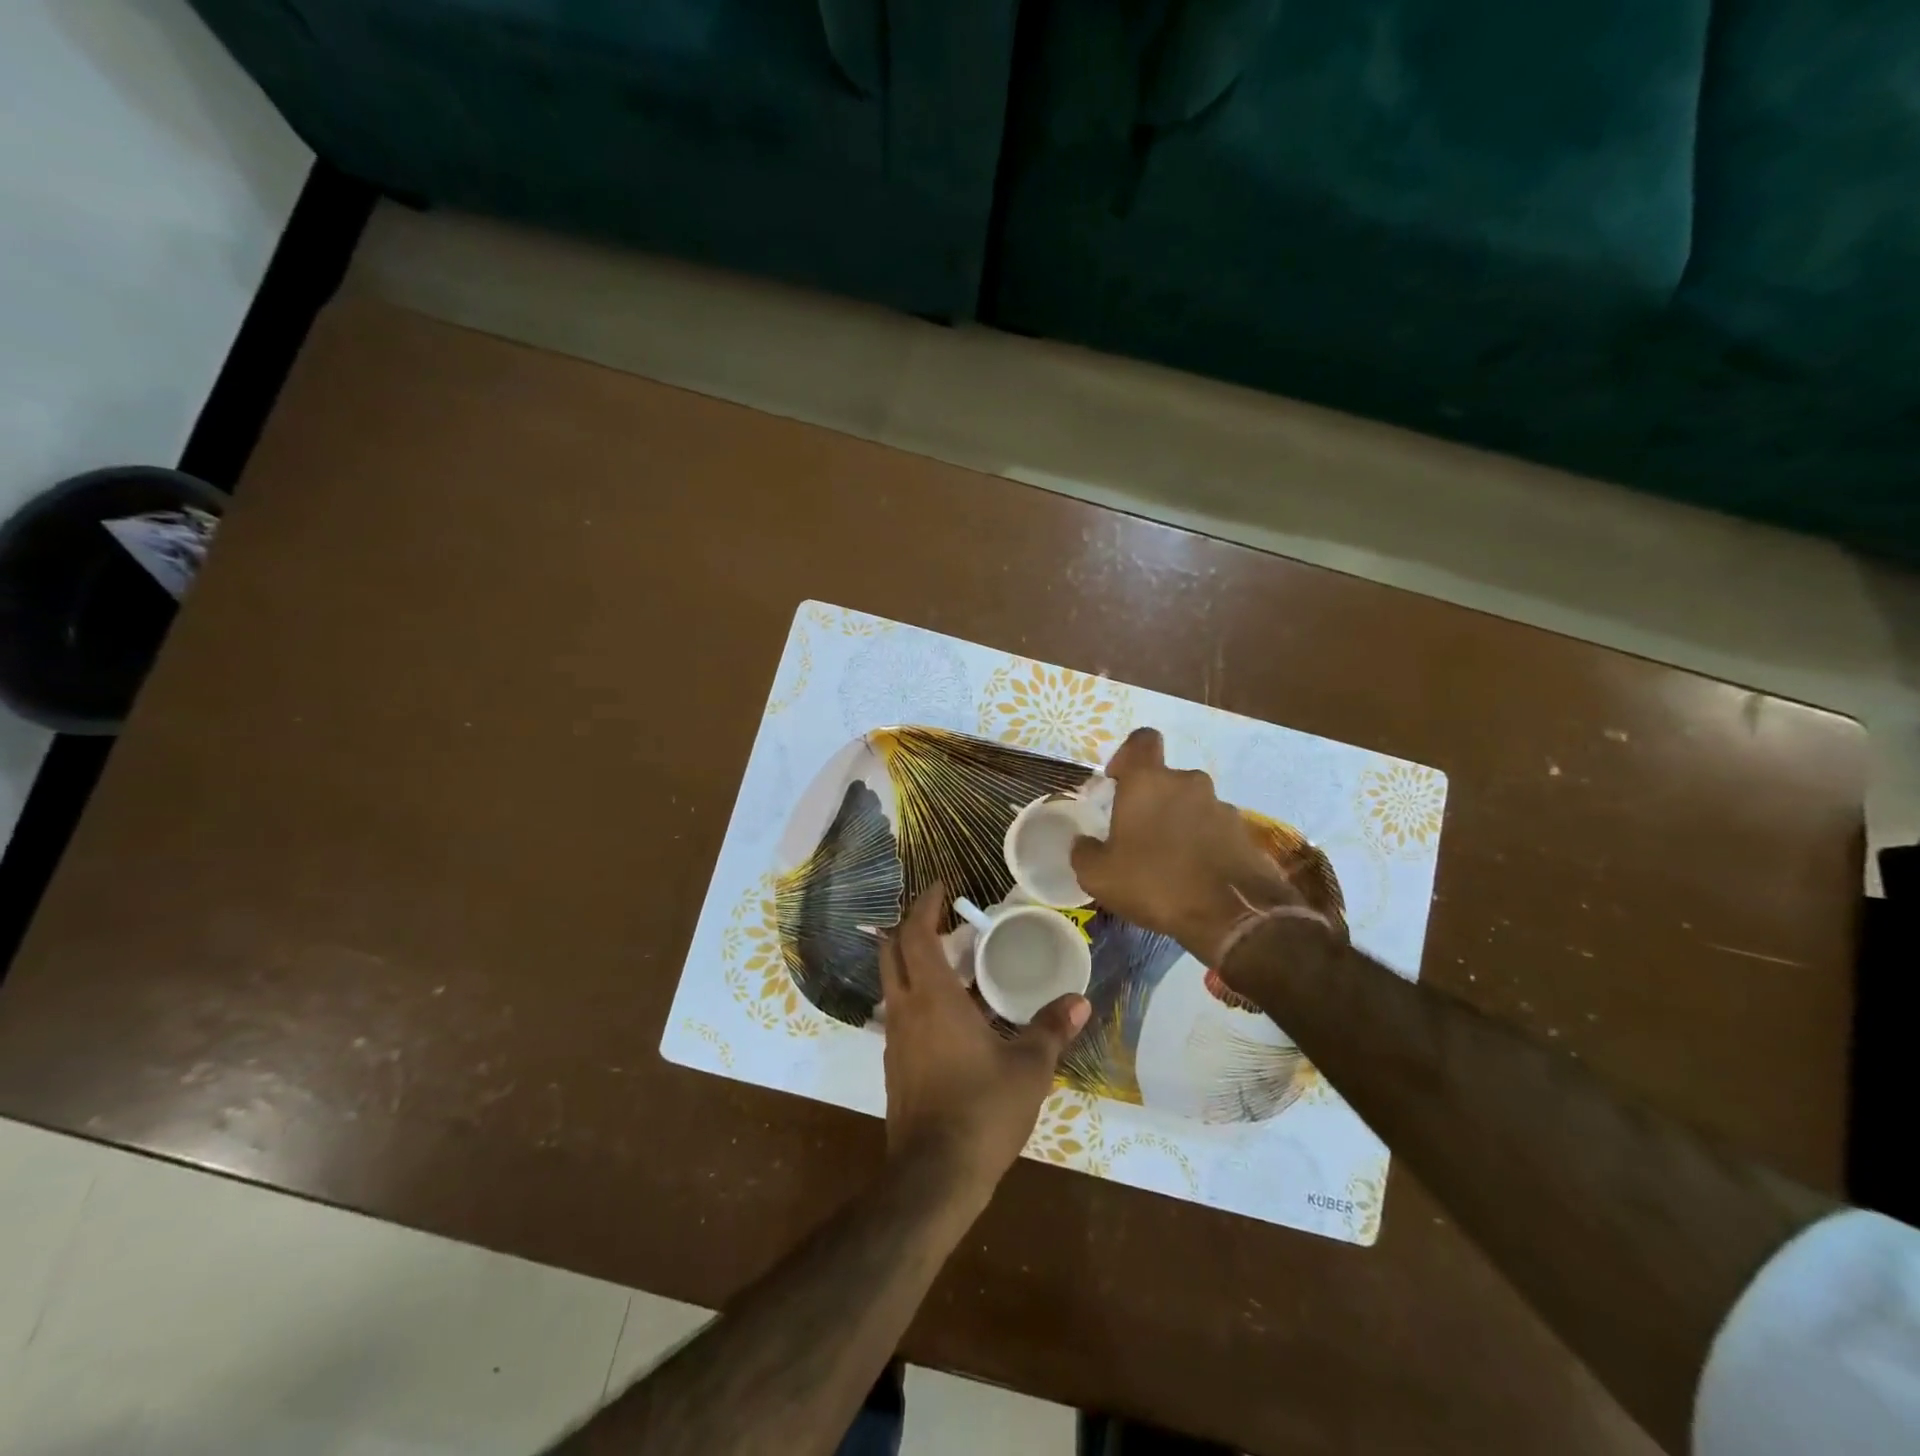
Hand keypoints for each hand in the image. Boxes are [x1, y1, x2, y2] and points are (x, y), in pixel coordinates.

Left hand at [880, 886, 1089, 1199]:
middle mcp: (905, 1009)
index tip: (940, 887)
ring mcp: (894, 1039)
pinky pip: (900, 1013)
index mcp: (933, 998)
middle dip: (912, 927)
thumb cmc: (983, 1110)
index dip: (924, 904)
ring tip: (953, 963)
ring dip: (913, 962)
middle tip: (944, 920)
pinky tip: (950, 1015)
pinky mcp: (894, 1066)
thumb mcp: (1029, 1068)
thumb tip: (1078, 1000)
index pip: (916, 934)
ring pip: (893, 983)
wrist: (933, 1178)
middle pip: (892, 952)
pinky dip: (917, 996)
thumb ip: (1051, 1029)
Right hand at [1070, 728, 1329, 965]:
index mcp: (1149, 782)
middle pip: (1165, 780)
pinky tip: (1194, 876)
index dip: (1127, 755)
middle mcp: (1188, 783)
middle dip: (1151, 801)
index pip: (1141, 740)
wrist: (1233, 917)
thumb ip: (1084, 852)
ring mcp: (1221, 806)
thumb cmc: (1156, 883)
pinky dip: (1202, 844)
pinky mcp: (1244, 833)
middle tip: (1137, 835)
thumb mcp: (1099, 876)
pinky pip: (1214, 829)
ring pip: (1191, 805)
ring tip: (1168, 862)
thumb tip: (1084, 843)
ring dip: (1178, 824)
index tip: (1117, 782)